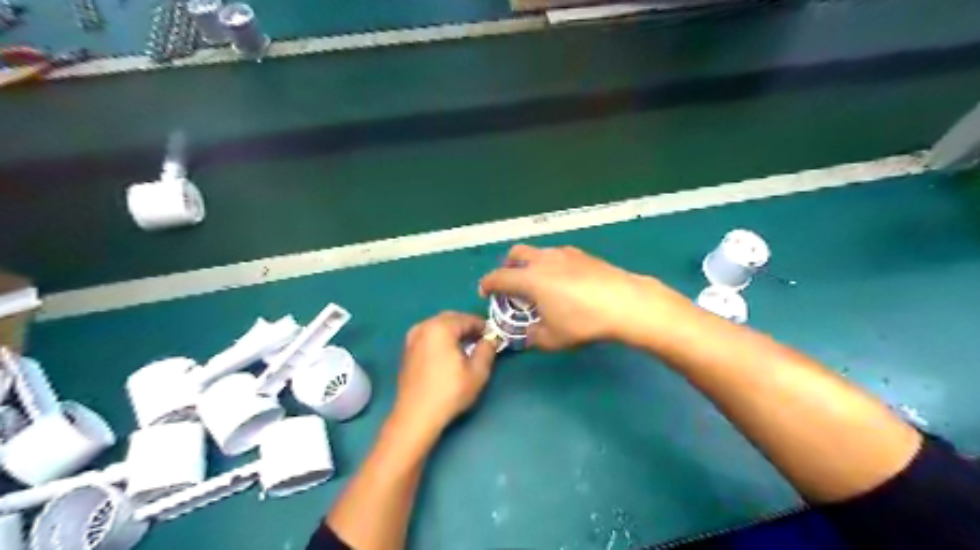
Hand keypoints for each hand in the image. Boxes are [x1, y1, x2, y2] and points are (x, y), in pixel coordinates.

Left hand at [394, 313, 498, 434]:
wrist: (415, 416)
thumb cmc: (449, 392)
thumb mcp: (477, 372)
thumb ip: (487, 349)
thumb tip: (492, 338)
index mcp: (440, 327)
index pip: (467, 319)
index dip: (483, 326)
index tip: (494, 336)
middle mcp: (423, 327)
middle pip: (451, 318)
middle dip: (467, 326)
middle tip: (482, 340)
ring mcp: (412, 338)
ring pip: (438, 326)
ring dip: (454, 331)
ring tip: (467, 347)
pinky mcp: (407, 350)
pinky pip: (429, 335)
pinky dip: (441, 338)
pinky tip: (449, 354)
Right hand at [477, 243, 678, 346]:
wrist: (625, 303)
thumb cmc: (583, 322)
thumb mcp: (553, 339)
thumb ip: (534, 336)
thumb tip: (530, 333)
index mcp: (529, 278)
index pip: (498, 277)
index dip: (487, 284)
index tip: (485, 292)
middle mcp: (543, 260)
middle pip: (516, 253)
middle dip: (508, 266)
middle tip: (511, 283)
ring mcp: (565, 254)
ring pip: (539, 251)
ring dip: (531, 263)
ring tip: (539, 282)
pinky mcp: (584, 254)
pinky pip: (558, 255)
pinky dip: (551, 264)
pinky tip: (564, 280)